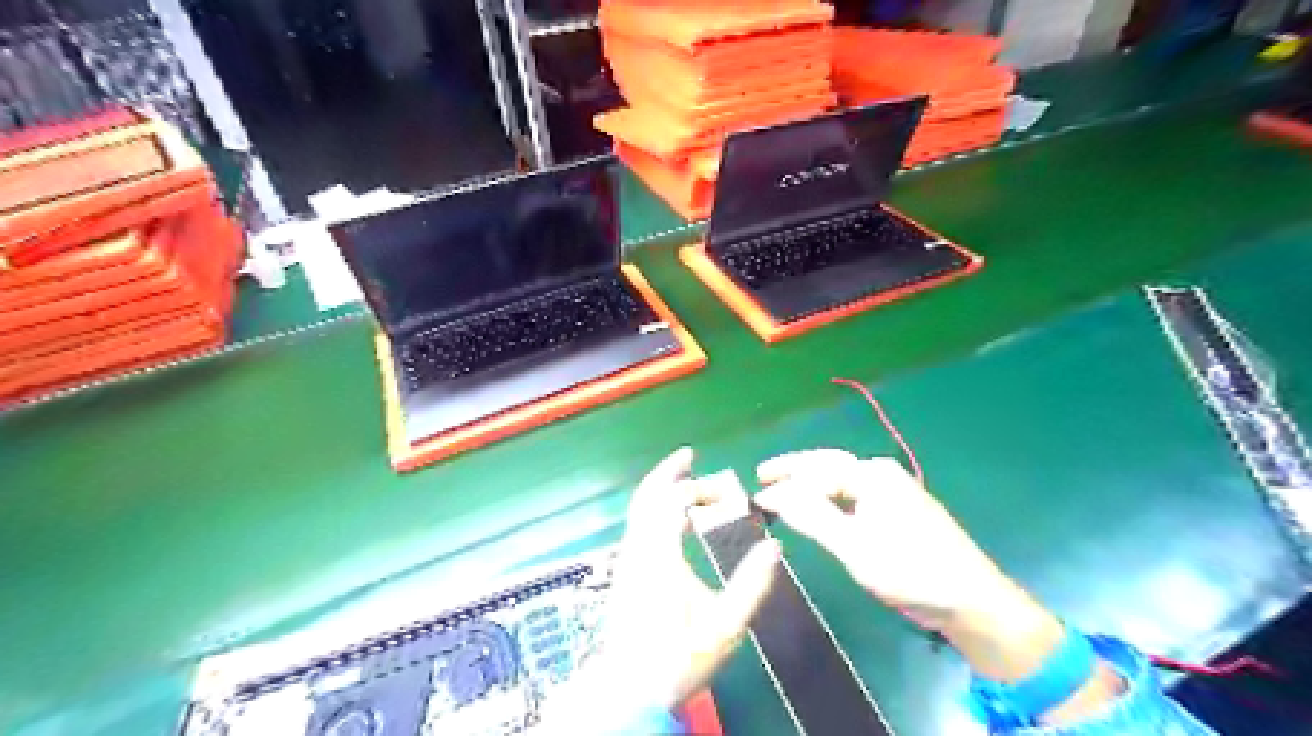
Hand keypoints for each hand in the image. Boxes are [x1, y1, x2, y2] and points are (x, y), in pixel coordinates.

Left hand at [541, 449, 775, 729]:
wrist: (630, 689)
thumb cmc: (679, 657)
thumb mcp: (725, 626)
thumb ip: (751, 586)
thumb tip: (773, 548)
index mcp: (660, 556)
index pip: (673, 502)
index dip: (698, 488)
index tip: (726, 492)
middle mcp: (638, 549)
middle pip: (646, 496)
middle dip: (668, 471)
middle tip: (689, 454)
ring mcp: (628, 560)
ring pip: (639, 510)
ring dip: (661, 488)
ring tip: (684, 479)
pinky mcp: (625, 572)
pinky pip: (638, 524)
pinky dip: (655, 507)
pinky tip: (673, 519)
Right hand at [754, 448, 1070, 683]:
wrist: (972, 600)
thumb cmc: (909, 570)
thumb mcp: (853, 546)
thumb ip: (811, 516)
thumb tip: (773, 495)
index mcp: (872, 475)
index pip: (817, 469)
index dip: (784, 480)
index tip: (755, 494)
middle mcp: (882, 474)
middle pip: (829, 465)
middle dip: (795, 469)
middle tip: (763, 475)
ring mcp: (894, 491)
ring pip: (842, 480)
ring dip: (811, 483)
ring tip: (784, 490)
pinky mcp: (901, 510)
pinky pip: (854, 494)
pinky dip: (830, 498)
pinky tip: (821, 508)